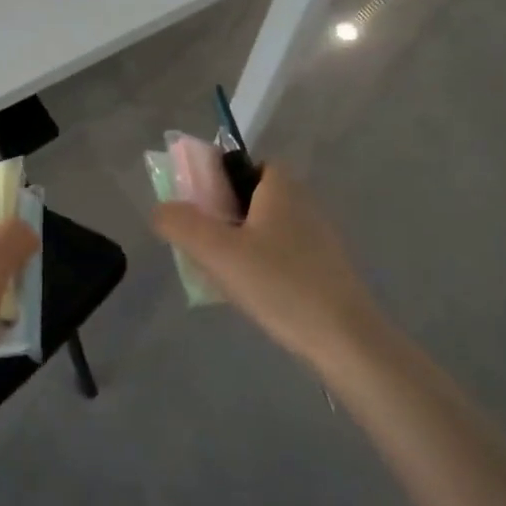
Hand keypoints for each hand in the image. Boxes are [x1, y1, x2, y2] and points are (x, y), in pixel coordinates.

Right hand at [152, 163, 380, 365]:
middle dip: (223, 217)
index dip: (216, 180)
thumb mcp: (218, 252)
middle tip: (203, 246)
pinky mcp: (325, 269)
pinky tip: (253, 294)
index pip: (243, 164)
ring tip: (222, 276)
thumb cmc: (280, 284)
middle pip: (251, 197)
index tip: (198, 210)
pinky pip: (281, 255)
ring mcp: (318, 237)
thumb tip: (160, 210)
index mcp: (281, 187)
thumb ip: (181, 224)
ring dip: (240, 245)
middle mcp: (303, 203)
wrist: (345, 340)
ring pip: (264, 229)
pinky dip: (262, 266)